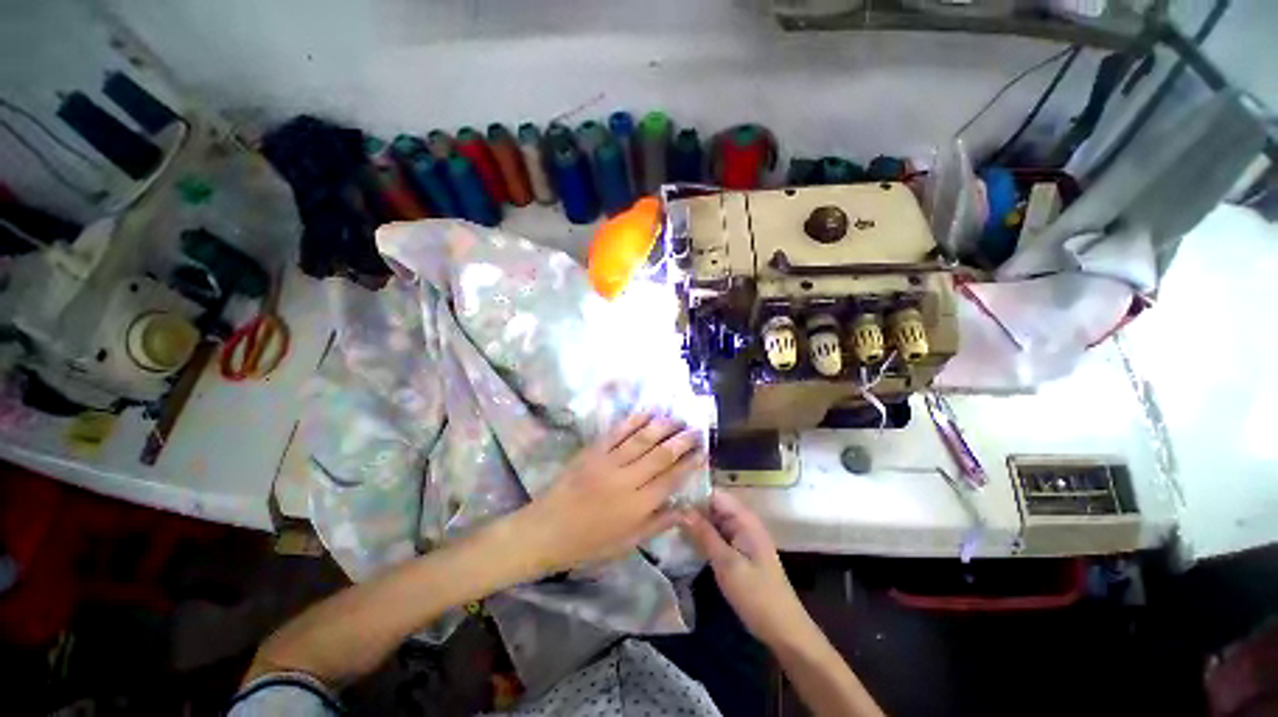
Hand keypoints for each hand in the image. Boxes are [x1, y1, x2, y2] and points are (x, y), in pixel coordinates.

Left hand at [514, 413, 704, 576]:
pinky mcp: (593, 451)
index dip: (689, 464)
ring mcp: (608, 462)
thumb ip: (659, 523)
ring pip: (641, 439)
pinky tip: (647, 413)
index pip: (671, 479)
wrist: (546, 530)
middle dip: (681, 441)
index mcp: (637, 506)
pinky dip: (634, 420)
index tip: (702, 452)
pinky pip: (617, 432)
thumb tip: (687, 510)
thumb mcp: (628, 542)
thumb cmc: (589, 543)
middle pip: (660, 455)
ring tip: (677, 418)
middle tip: (696, 430)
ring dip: (662, 426)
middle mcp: (626, 480)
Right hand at [683, 491, 811, 647]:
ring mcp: (741, 537)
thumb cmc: (756, 594)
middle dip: (691, 507)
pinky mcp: (738, 551)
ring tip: (668, 522)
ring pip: (713, 520)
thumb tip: (682, 510)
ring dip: (695, 522)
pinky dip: (703, 535)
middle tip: (664, 512)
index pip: (715, 494)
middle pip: (713, 505)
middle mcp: (743, 522)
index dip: (693, 492)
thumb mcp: (726, 563)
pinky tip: (683, 539)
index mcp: (745, 519)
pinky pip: (717, 535)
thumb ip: (704, 534)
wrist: (783, 629)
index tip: (669, 496)